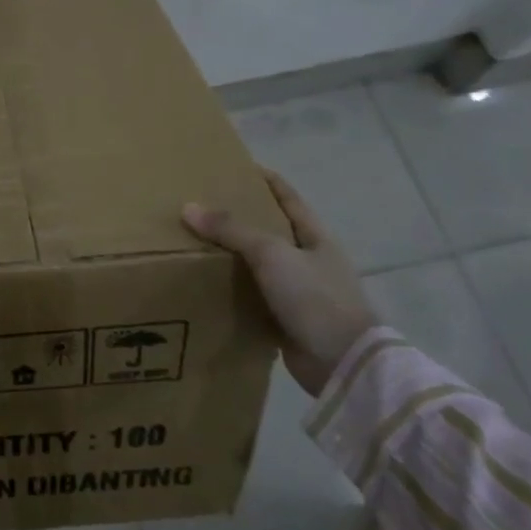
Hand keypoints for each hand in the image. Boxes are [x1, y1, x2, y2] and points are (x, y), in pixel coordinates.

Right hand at [181, 171, 377, 396]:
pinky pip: (253, 297)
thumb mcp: (271, 254)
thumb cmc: (314, 297)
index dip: (265, 180)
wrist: (341, 362)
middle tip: (201, 206)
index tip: (235, 167)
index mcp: (315, 237)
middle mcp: (309, 260)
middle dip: (240, 218)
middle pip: (271, 230)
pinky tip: (206, 284)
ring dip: (232, 256)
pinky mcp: (285, 320)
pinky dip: (232, 290)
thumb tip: (188, 207)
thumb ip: (231, 230)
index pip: (288, 198)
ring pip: (259, 265)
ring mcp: (299, 292)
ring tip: (194, 243)